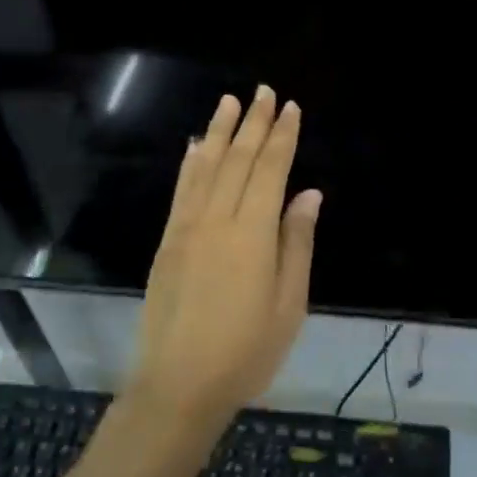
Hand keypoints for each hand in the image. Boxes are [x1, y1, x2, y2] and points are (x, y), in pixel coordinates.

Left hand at [132, 88, 320, 426]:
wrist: (178, 384)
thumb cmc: (246, 351)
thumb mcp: (288, 303)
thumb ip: (296, 243)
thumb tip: (309, 194)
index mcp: (252, 233)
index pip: (270, 170)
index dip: (282, 137)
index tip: (291, 108)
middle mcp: (217, 219)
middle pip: (238, 160)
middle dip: (254, 123)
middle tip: (264, 92)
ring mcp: (186, 228)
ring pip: (206, 167)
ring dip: (220, 131)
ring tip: (230, 101)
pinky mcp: (167, 241)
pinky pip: (180, 191)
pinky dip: (190, 163)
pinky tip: (196, 145)